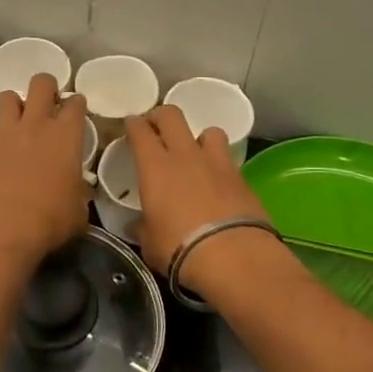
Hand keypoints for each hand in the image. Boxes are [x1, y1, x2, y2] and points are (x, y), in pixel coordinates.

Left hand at [0, 74, 90, 267]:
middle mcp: (36, 124)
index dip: (77, 104)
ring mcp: (6, 132)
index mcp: (67, 136)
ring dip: (16, 105)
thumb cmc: (49, 222)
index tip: (76, 111)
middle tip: (47, 105)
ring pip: (8, 96)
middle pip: (41, 83)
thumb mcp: (78, 210)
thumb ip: (79, 190)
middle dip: (47, 88)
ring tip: (19, 121)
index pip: (75, 103)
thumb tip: (77, 189)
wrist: (2, 232)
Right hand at [126, 107, 281, 299]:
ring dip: (199, 138)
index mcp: (154, 166)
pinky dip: (220, 165)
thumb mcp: (149, 241)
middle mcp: (185, 155)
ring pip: (208, 131)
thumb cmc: (178, 248)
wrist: (233, 255)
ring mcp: (217, 163)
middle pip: (172, 115)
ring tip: (195, 154)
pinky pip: (228, 159)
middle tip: (156, 129)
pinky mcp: (242, 178)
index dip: (133, 125)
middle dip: (161, 117)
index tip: (130, 127)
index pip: (140, 130)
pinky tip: (217, 182)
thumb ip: (143, 227)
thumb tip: (137, 226)